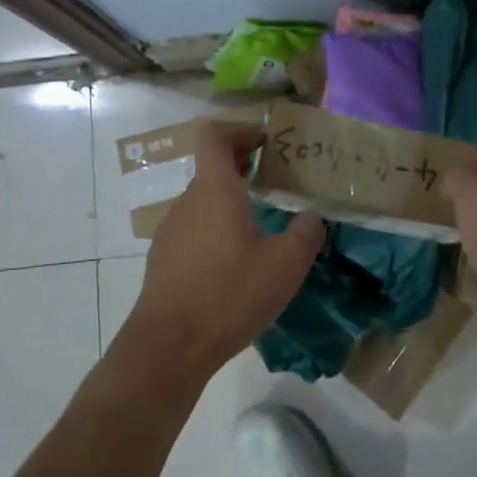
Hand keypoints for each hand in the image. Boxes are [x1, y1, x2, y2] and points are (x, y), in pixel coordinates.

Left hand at [125, 122, 323, 378]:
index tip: (268, 142)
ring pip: (205, 203)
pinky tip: (238, 265)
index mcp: (214, 189)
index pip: (215, 135)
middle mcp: (188, 202)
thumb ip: (306, 233)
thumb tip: (312, 217)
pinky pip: (195, 231)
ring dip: (232, 203)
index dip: (241, 129)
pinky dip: (218, 231)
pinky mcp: (164, 261)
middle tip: (278, 183)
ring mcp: (171, 232)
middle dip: (245, 167)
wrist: (168, 347)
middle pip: (212, 168)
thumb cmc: (229, 293)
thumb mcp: (285, 264)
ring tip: (264, 227)